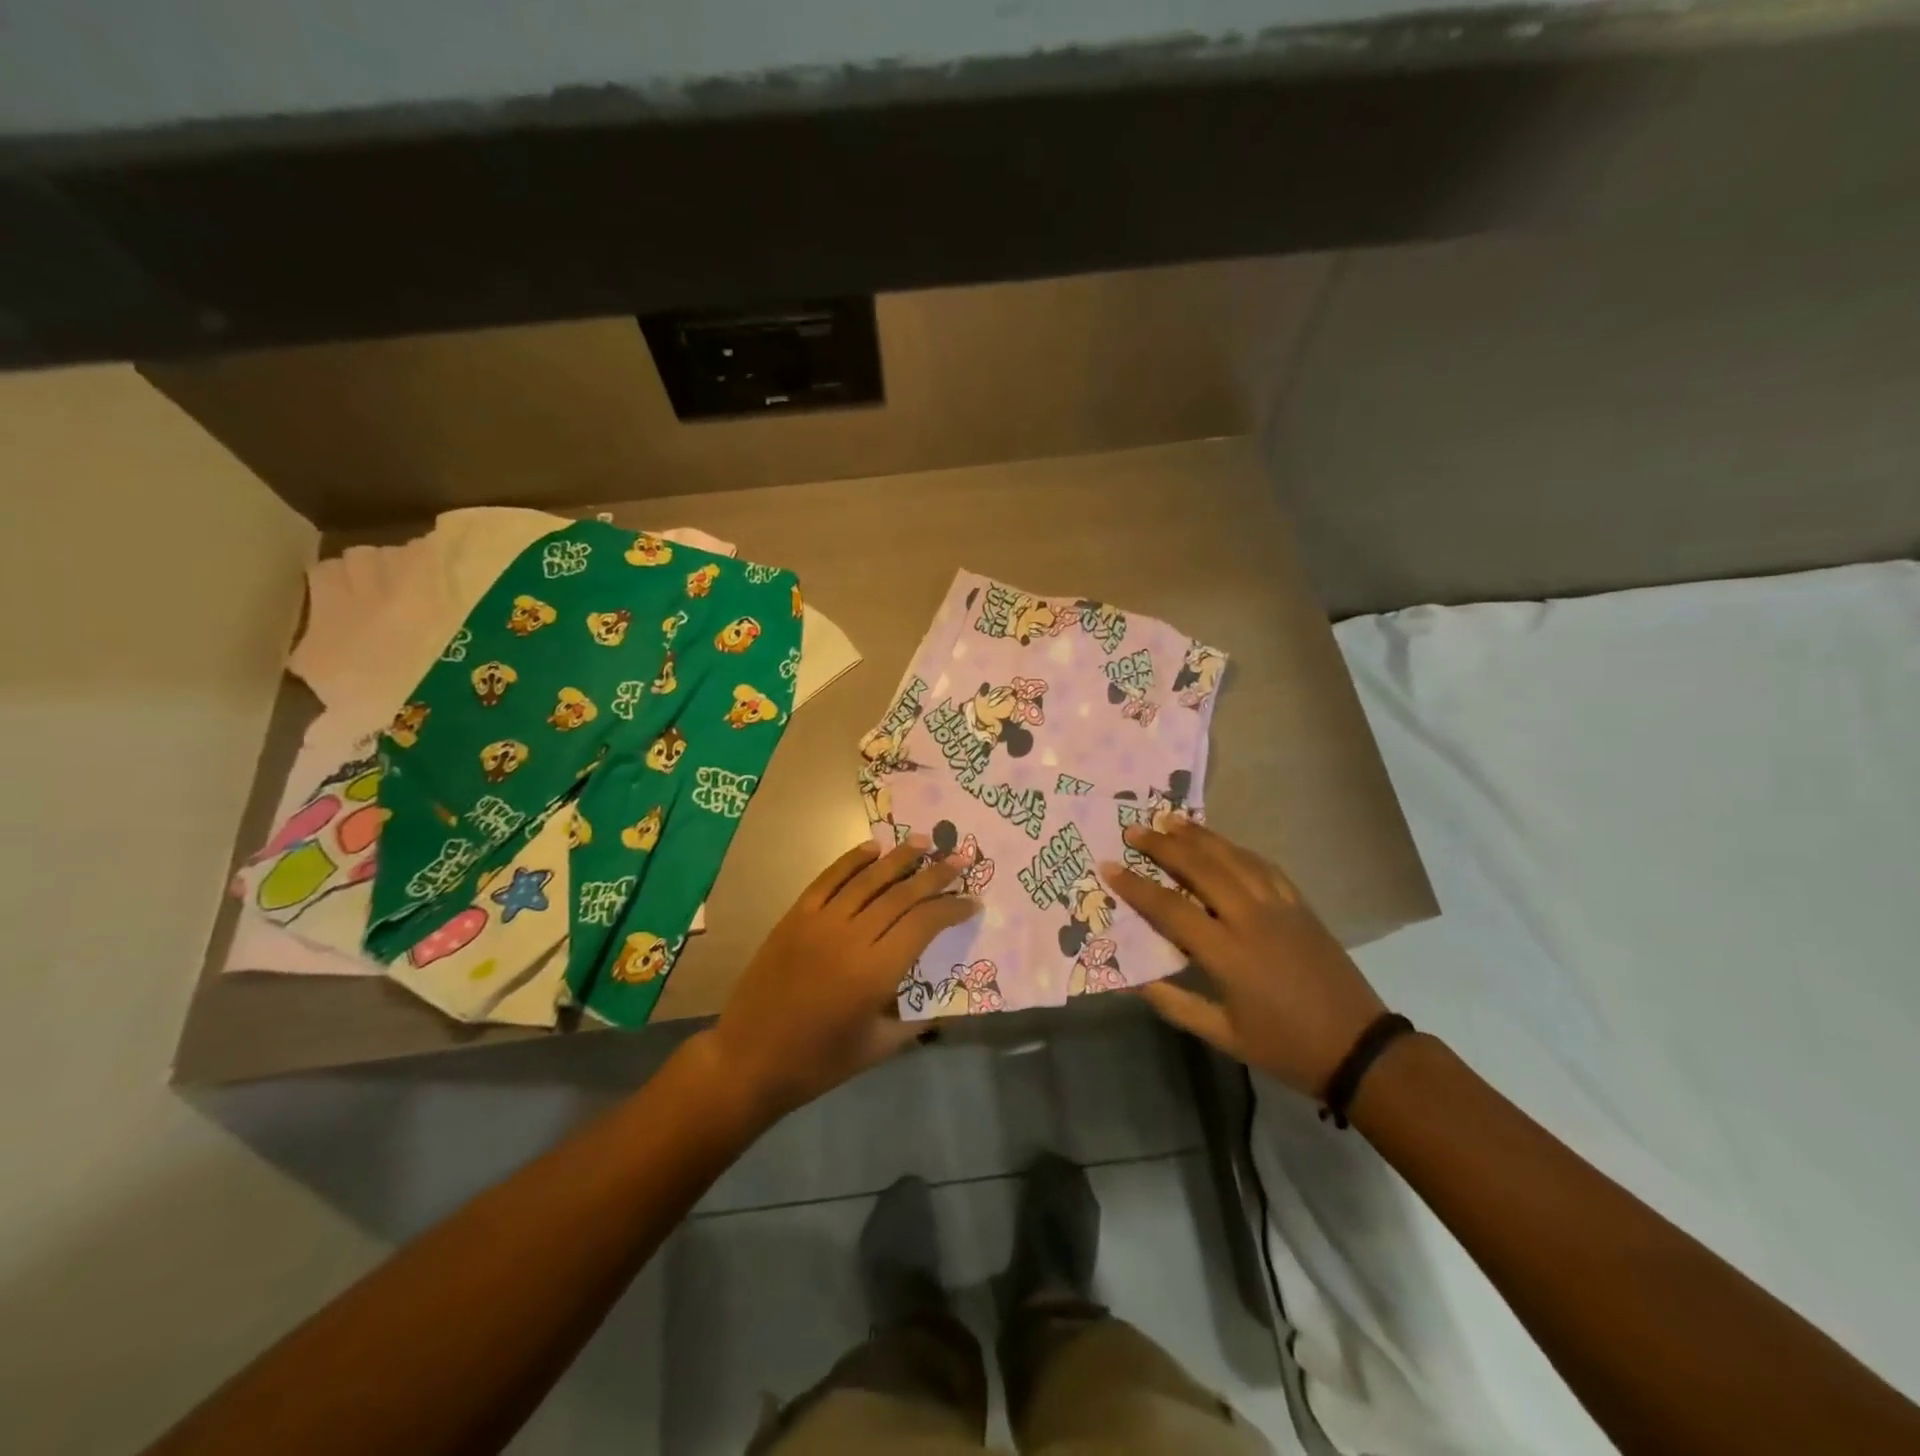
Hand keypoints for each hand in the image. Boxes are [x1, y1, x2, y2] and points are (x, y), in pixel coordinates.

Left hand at [711, 838, 979, 1120]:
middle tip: (960, 858)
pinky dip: (851, 860)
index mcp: (875, 973)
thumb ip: (915, 1020)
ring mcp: (820, 922)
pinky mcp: (795, 916)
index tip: (972, 901)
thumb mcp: (877, 1048)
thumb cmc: (817, 1062)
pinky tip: (872, 848)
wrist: (748, 1059)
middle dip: (935, 874)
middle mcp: (851, 938)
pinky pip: (828, 879)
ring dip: (899, 858)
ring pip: (868, 880)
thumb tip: (945, 1001)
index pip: (924, 924)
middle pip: (901, 895)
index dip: (951, 908)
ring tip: (923, 841)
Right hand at [1103, 819, 1387, 1097]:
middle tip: (1135, 830)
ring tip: (1170, 820)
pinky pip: (1264, 866)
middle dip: (1163, 845)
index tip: (1109, 867)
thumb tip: (1135, 980)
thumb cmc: (1284, 1046)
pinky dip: (1237, 849)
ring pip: (1233, 858)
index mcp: (1227, 953)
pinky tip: (1222, 843)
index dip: (1136, 887)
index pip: (1170, 909)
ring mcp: (1279, 907)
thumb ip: (1175, 1004)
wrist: (1357, 1046)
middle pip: (1200, 869)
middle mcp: (1250, 919)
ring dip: (1199, 836)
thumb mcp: (1223, 1036)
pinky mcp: (1300, 905)